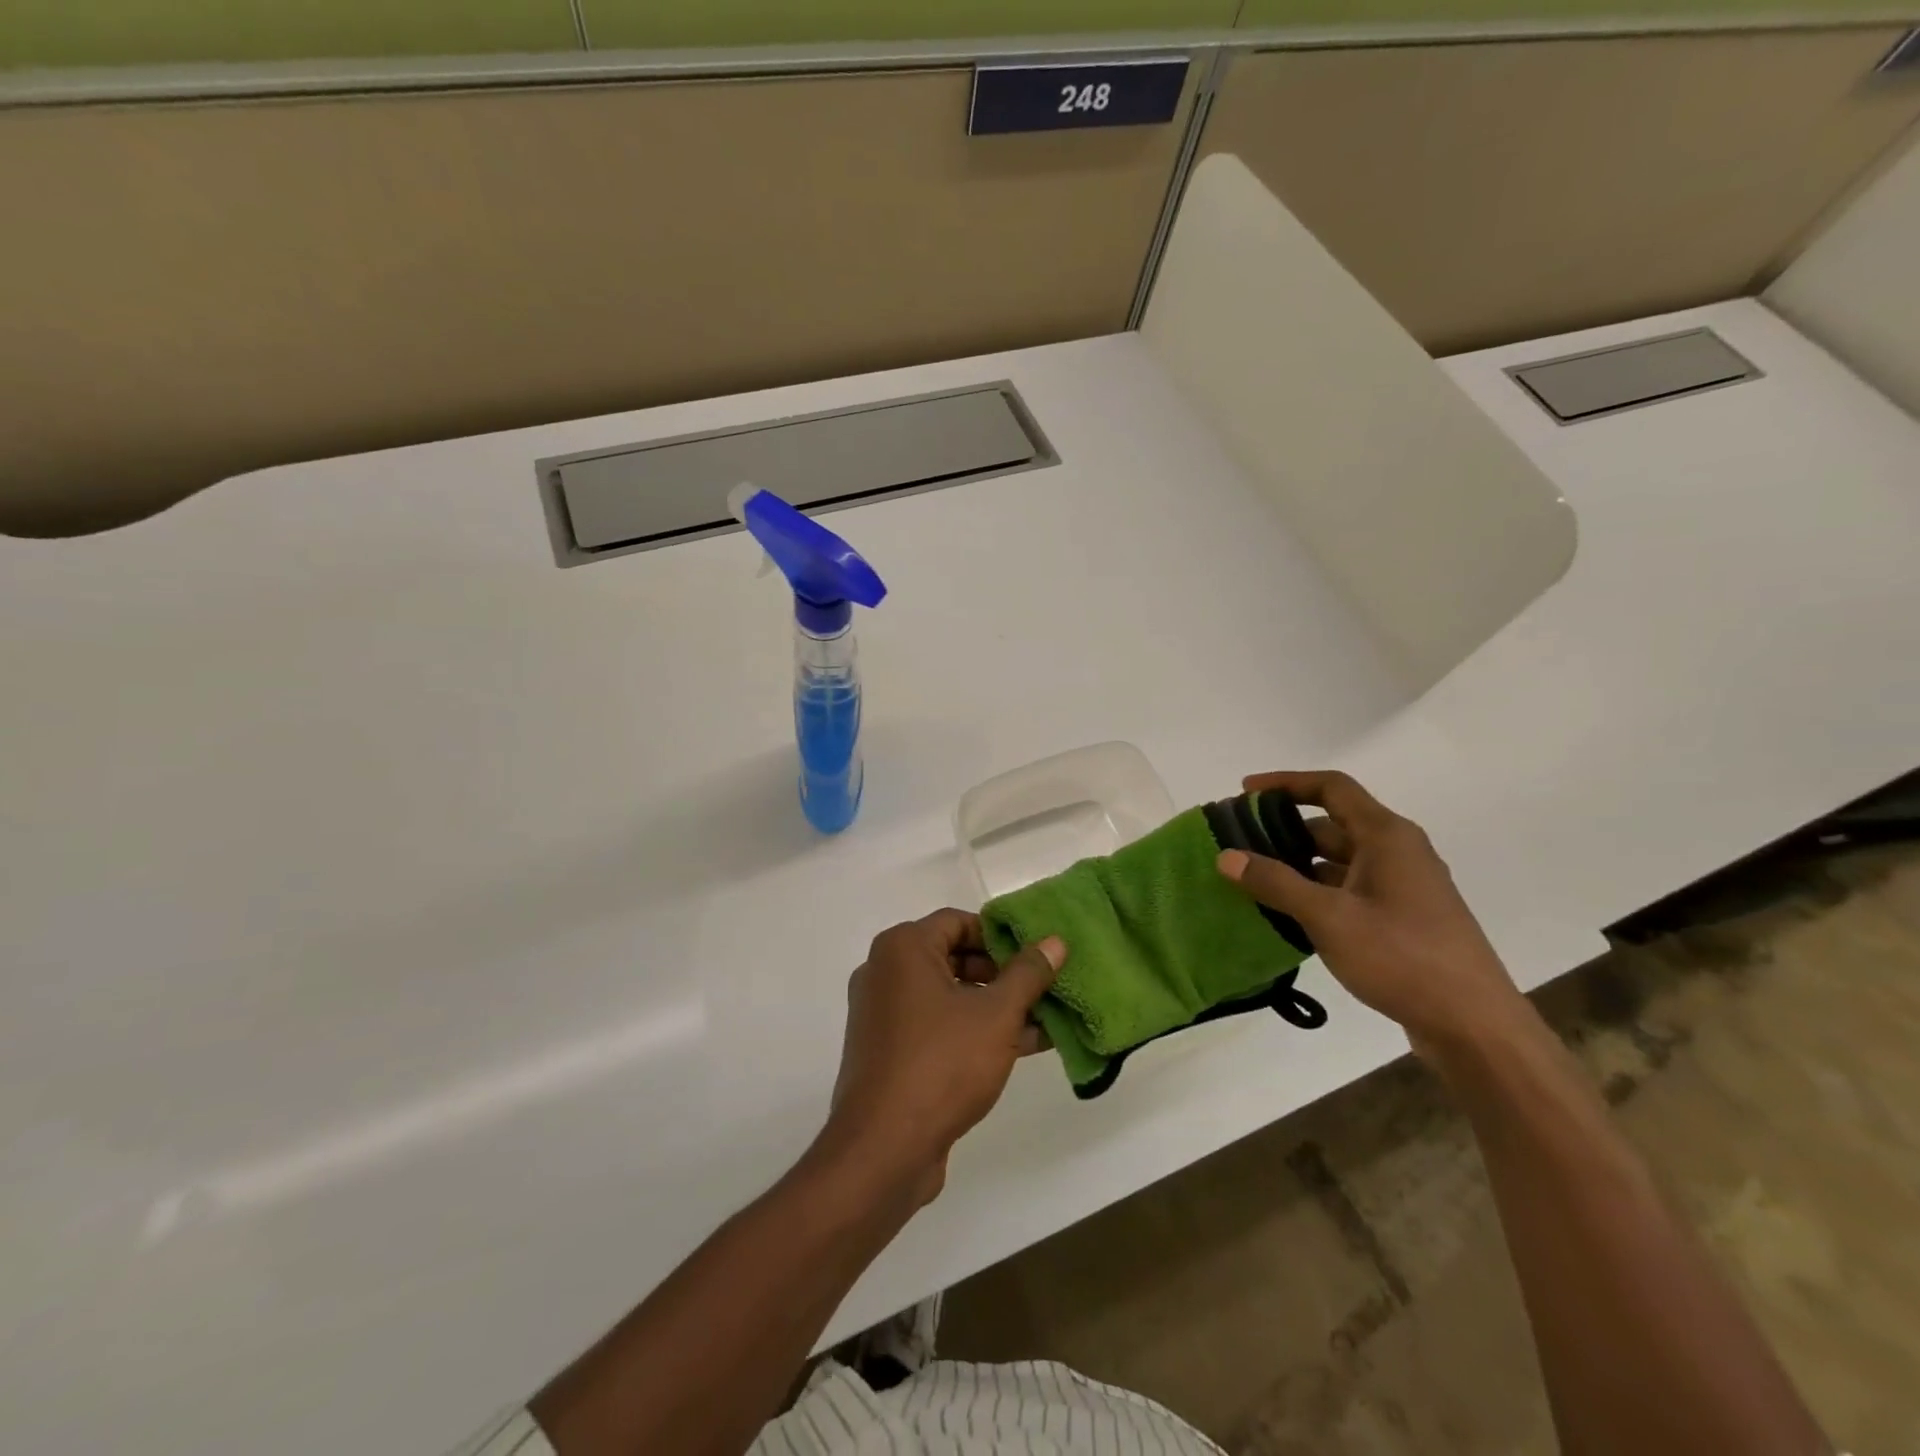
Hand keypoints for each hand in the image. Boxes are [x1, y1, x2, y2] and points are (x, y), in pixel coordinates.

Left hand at [817, 910, 1064, 1206]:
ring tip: (1044, 1021)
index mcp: (902, 949)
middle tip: (1042, 989)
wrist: (883, 1149)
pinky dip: (972, 1031)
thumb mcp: (996, 1015)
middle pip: (953, 957)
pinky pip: (936, 1026)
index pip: (958, 922)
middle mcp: (885, 972)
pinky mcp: (888, 1052)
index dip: (1000, 936)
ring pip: (948, 996)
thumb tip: (1054, 942)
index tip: (1035, 955)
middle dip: (1002, 974)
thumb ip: (1027, 974)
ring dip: (993, 1007)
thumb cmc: (941, 1064)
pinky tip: (1020, 1048)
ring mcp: (883, 1014)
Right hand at [1216, 770, 1529, 1063]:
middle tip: (1240, 844)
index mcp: (1386, 836)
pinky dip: (1316, 892)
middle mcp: (1397, 852)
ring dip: (1298, 865)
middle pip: (1332, 824)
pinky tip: (1287, 914)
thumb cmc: (1402, 957)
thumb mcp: (1328, 917)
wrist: (1474, 1027)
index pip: (1331, 787)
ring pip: (1339, 861)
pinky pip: (1349, 890)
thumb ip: (1275, 883)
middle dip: (1284, 830)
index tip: (1245, 791)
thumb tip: (1226, 856)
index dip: (1286, 783)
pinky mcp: (1402, 919)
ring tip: (1253, 880)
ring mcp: (1402, 887)